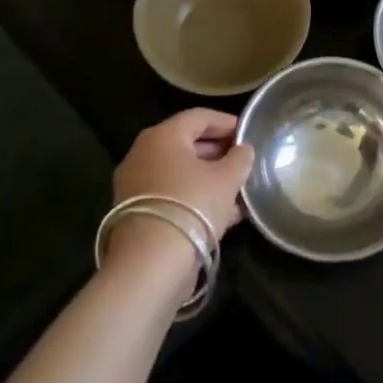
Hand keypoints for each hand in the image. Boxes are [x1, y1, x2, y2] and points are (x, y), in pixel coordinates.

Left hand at [113, 109, 254, 238]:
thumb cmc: (192, 205)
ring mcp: (135, 186)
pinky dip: (194, 198)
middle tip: (242, 161)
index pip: (199, 117)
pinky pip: (171, 195)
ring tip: (238, 189)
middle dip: (217, 152)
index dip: (226, 122)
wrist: (150, 264)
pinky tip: (222, 213)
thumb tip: (243, 149)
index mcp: (163, 136)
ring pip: (179, 173)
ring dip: (208, 178)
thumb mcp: (227, 179)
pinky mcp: (136, 214)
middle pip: (186, 144)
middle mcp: (143, 155)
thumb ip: (239, 158)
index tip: (247, 133)